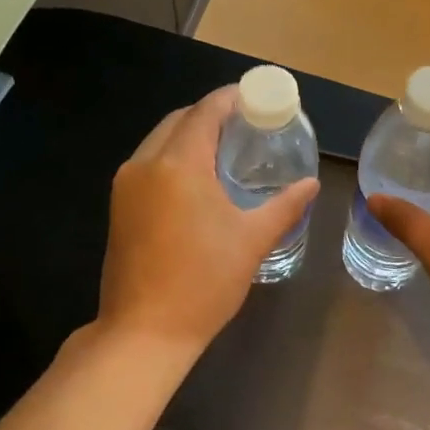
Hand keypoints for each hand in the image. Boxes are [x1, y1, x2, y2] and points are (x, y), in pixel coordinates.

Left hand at [97, 85, 319, 357]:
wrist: (144, 332)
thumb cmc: (204, 283)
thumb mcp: (252, 240)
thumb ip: (285, 206)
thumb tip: (310, 184)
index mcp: (178, 165)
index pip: (205, 112)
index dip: (231, 99)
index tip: (256, 98)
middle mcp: (145, 164)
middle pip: (179, 121)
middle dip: (210, 115)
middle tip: (246, 126)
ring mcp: (126, 186)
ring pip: (159, 141)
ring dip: (189, 135)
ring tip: (225, 149)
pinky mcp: (119, 207)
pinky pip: (149, 164)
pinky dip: (173, 158)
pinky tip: (197, 179)